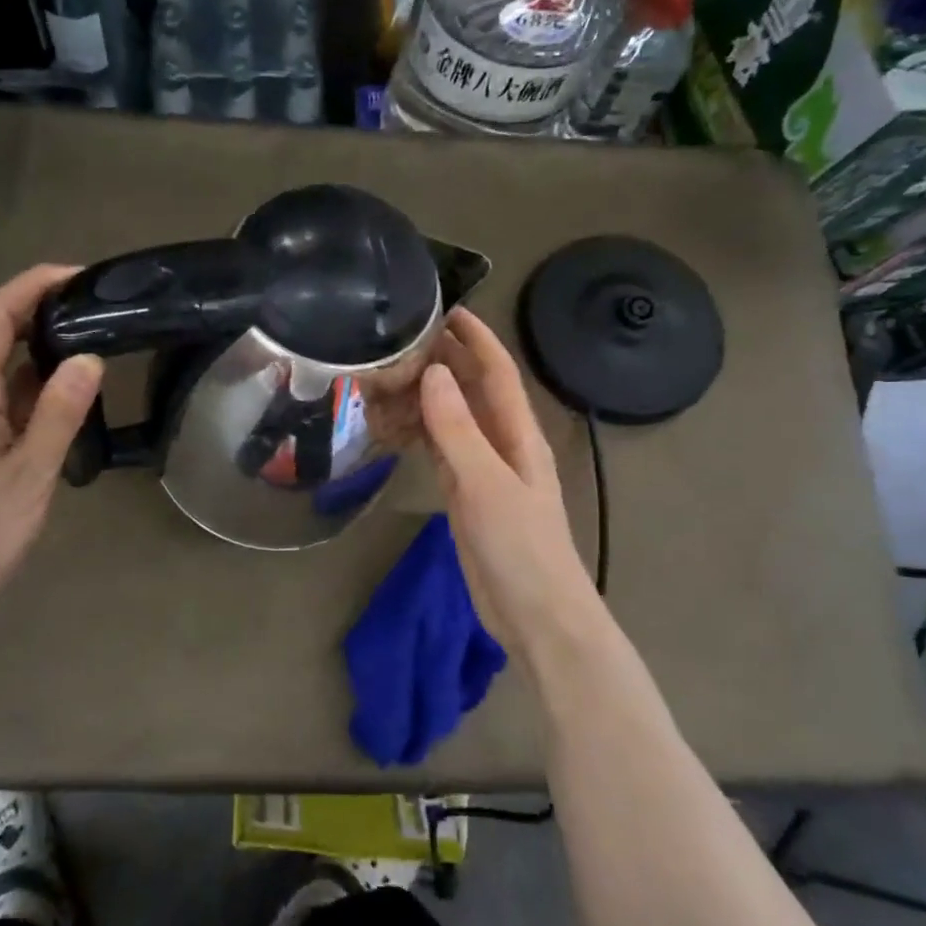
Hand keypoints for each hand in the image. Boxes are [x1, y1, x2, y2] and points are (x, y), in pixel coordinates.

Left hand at [0, 264, 103, 636]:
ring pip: (3, 370)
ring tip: (92, 340)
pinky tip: (70, 397)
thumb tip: (90, 356)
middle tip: (95, 305)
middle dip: (40, 309)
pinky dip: (39, 386)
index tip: (78, 274)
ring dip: (42, 348)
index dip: (31, 285)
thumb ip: (59, 413)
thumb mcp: (29, 472)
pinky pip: (8, 401)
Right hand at [420, 308, 601, 652]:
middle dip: (446, 361)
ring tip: (389, 375)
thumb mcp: (487, 484)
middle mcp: (503, 445)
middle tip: (401, 338)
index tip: (445, 309)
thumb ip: (458, 429)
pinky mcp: (465, 497)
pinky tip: (395, 425)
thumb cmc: (521, 547)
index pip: (497, 373)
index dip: (476, 339)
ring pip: (453, 420)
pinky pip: (440, 452)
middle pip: (473, 391)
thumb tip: (432, 373)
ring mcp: (483, 472)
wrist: (536, 616)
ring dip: (428, 397)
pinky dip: (419, 434)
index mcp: (519, 435)